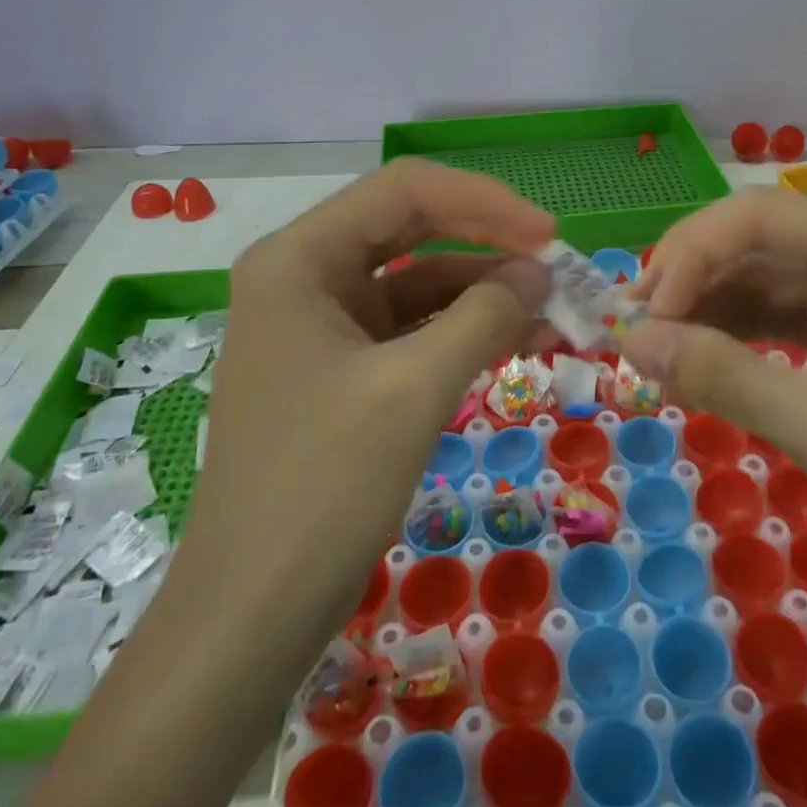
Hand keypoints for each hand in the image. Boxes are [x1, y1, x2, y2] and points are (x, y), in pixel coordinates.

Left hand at [176, 159, 554, 635]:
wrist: (252, 615)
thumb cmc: (324, 486)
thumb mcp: (415, 388)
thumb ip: (484, 315)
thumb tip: (540, 272)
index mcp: (299, 258)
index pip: (403, 191)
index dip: (484, 202)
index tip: (548, 234)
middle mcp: (303, 275)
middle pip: (411, 227)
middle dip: (487, 241)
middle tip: (554, 263)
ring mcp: (320, 323)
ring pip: (416, 280)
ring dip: (483, 290)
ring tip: (551, 310)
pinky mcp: (340, 367)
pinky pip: (411, 327)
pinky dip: (462, 329)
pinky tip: (516, 340)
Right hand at [621, 187, 806, 594]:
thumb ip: (723, 376)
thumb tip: (631, 339)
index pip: (759, 216)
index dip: (690, 254)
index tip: (646, 316)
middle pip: (760, 241)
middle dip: (692, 278)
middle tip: (633, 328)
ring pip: (768, 281)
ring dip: (708, 309)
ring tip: (653, 347)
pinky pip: (787, 320)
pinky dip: (740, 338)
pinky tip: (700, 361)